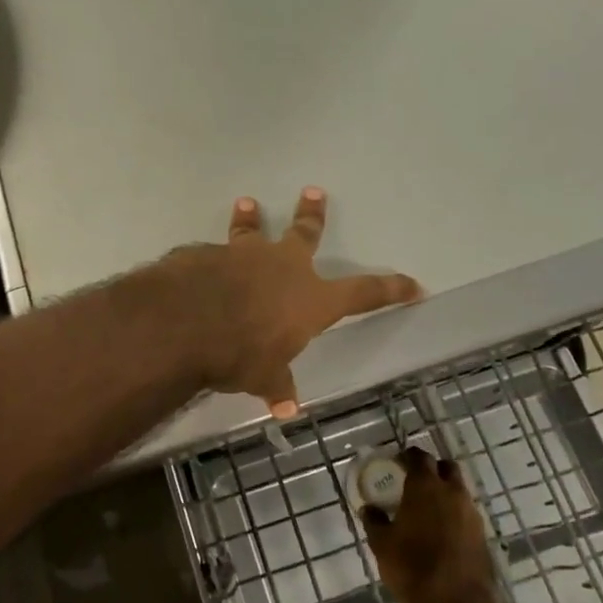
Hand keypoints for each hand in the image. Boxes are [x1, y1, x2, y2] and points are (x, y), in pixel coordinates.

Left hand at [163, 188, 419, 417]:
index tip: (413, 284)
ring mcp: (245, 255)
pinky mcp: (209, 254)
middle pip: (305, 235)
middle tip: (313, 192)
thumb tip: (286, 409)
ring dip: (251, 219)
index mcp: (311, 298)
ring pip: (252, 232)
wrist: (188, 320)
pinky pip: (212, 254)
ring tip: (247, 203)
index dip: (391, 289)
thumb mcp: (263, 376)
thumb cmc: (241, 352)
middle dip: (312, 215)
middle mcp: (283, 267)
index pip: (364, 293)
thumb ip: (276, 385)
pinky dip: (210, 257)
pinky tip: (198, 262)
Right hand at [362, 447, 499, 602]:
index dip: (408, 456)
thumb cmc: (411, 566)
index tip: (398, 462)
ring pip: (459, 491)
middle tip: (416, 481)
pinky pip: (467, 515)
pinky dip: (455, 515)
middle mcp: (452, 492)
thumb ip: (374, 521)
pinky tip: (442, 532)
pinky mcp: (482, 536)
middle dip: (433, 469)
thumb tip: (369, 509)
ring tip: (428, 510)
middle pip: (446, 467)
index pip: (419, 457)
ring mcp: (471, 514)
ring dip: (446, 493)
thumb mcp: (381, 543)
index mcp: (425, 486)